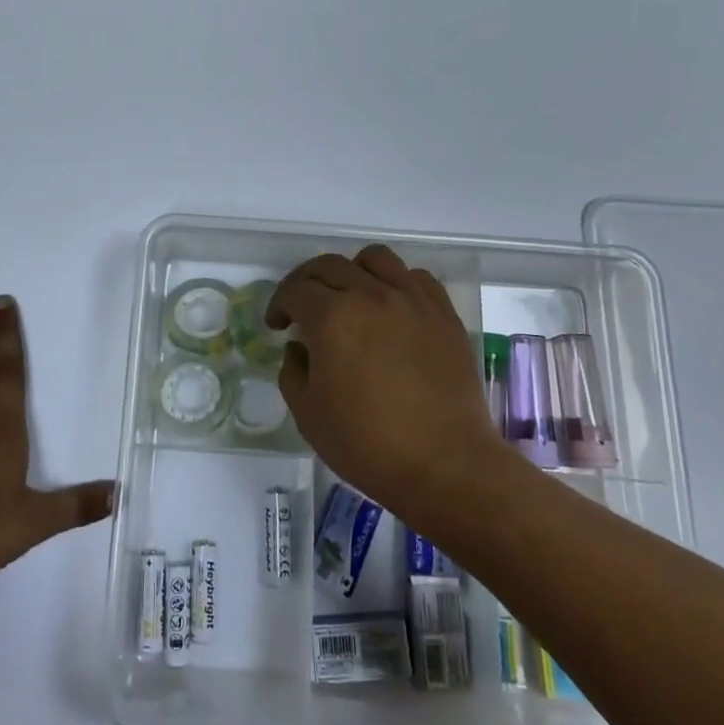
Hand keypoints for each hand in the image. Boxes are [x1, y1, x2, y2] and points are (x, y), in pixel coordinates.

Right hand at [268, 246, 500, 524]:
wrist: (446, 465)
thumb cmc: (368, 445)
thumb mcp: (308, 415)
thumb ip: (293, 371)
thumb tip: (300, 348)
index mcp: (332, 318)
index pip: (295, 290)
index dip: (279, 304)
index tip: (277, 325)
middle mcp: (371, 295)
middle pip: (329, 265)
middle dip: (306, 282)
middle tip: (302, 308)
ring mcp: (412, 300)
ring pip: (374, 258)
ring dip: (352, 272)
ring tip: (349, 298)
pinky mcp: (443, 313)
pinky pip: (415, 276)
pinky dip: (395, 282)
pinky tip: (390, 308)